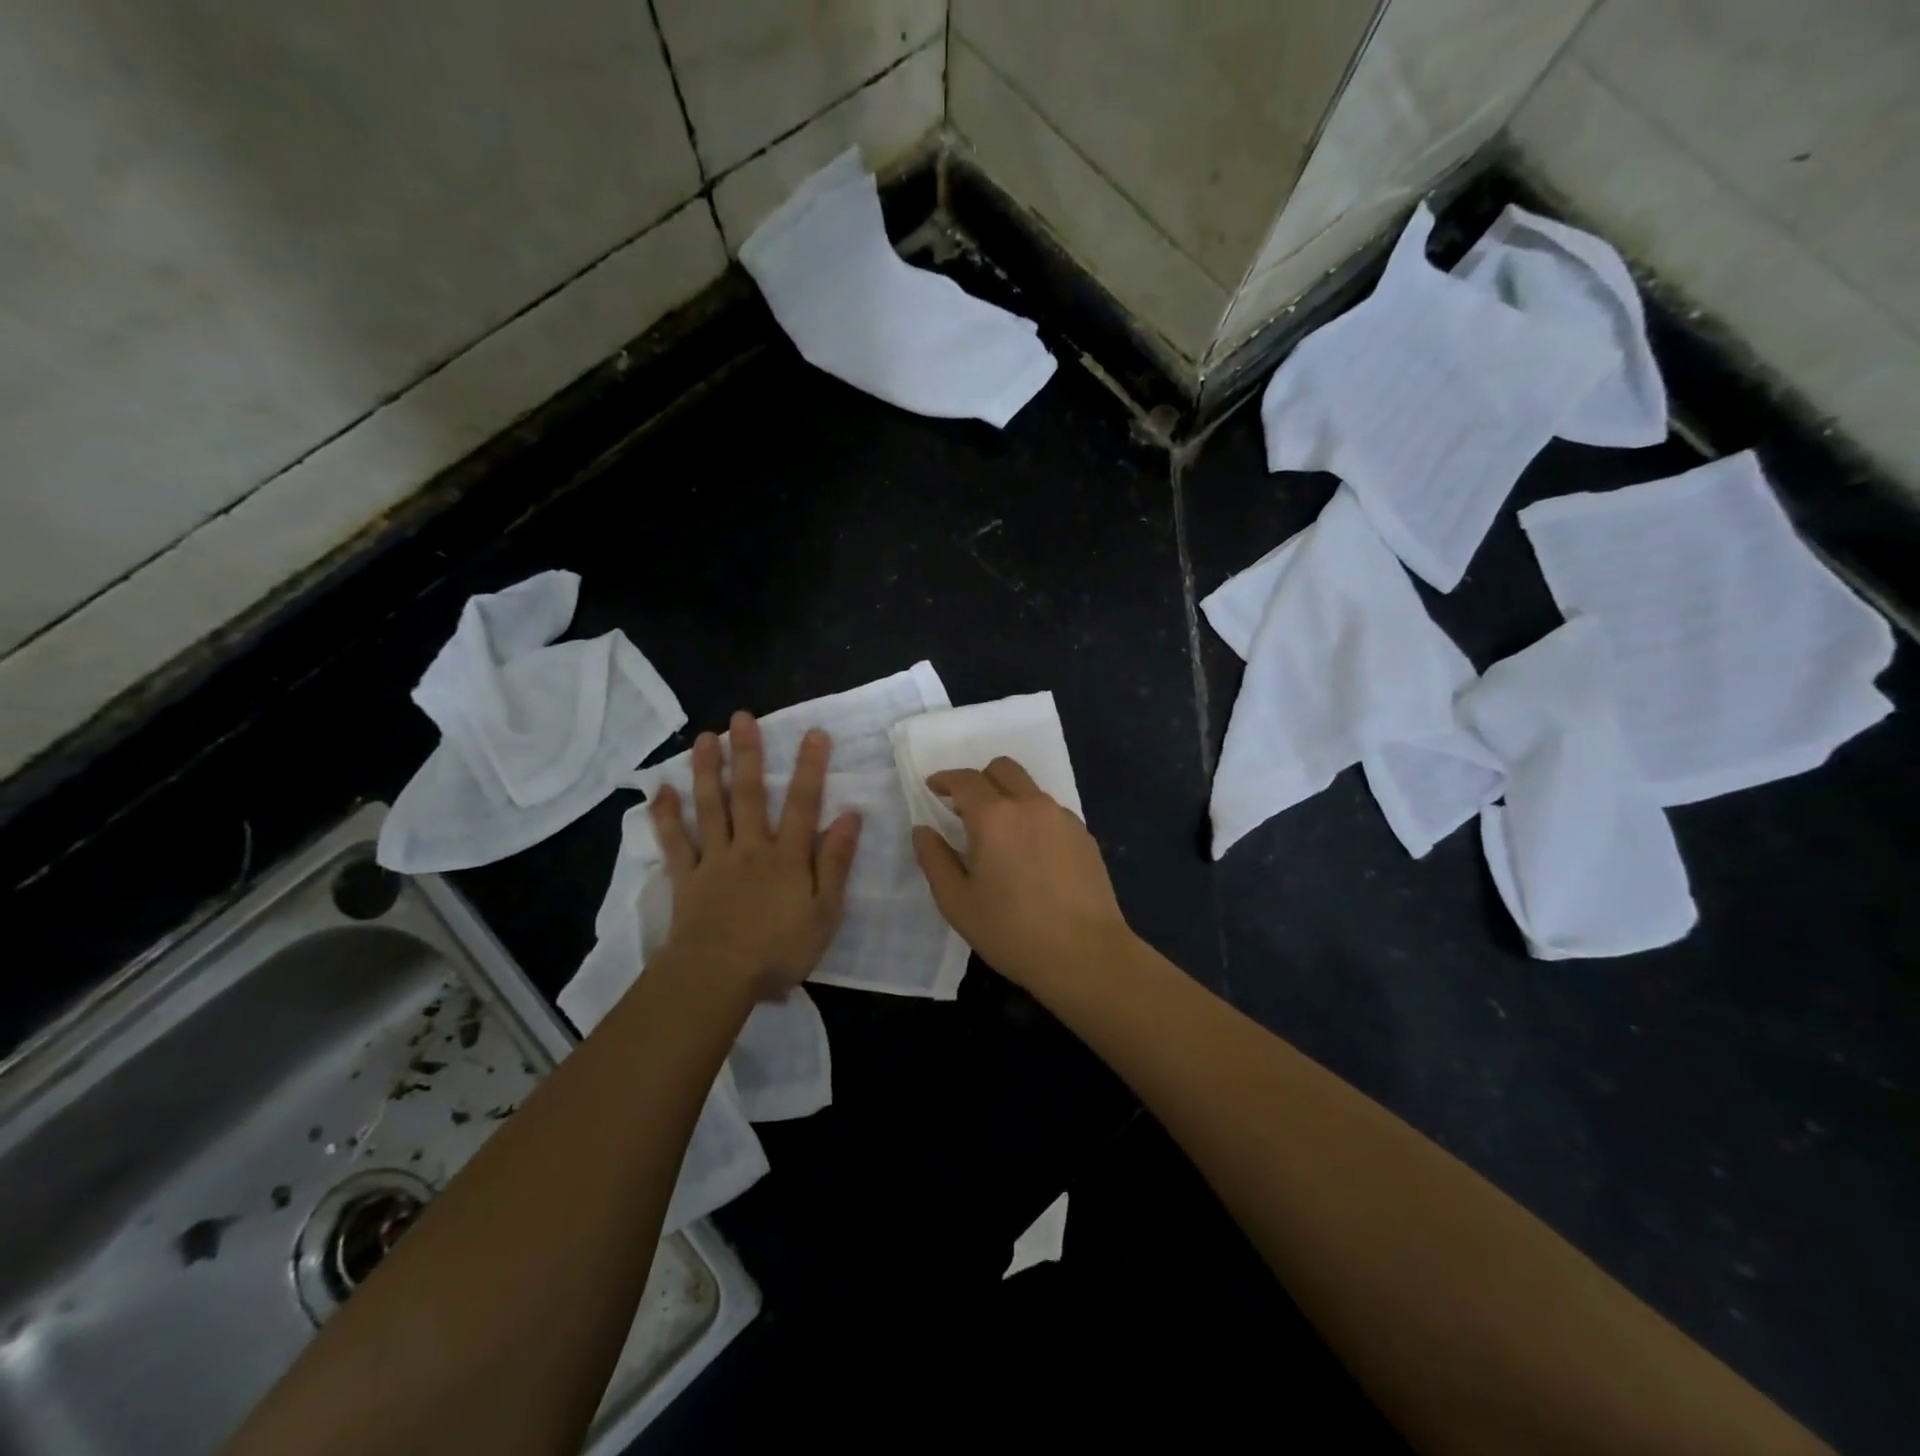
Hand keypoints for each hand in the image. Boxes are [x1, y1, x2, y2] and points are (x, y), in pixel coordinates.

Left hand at [650, 712, 861, 1000]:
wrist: (718, 978)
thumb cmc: (779, 950)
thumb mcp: (825, 912)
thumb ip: (835, 863)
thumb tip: (849, 816)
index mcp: (787, 857)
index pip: (802, 803)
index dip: (810, 767)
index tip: (814, 732)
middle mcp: (750, 847)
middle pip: (748, 794)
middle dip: (747, 753)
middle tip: (742, 717)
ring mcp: (714, 860)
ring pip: (710, 807)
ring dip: (706, 770)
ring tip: (704, 738)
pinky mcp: (686, 878)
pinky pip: (675, 842)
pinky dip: (666, 816)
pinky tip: (661, 789)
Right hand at [911, 757, 1133, 993]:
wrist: (1085, 955)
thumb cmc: (1011, 931)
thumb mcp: (957, 902)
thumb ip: (935, 859)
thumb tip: (923, 830)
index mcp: (994, 816)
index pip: (965, 779)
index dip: (945, 780)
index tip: (933, 789)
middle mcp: (1031, 805)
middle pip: (1003, 769)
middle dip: (979, 779)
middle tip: (966, 809)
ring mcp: (1063, 818)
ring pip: (1029, 789)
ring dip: (1008, 797)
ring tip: (1000, 836)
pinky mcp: (1084, 835)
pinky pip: (1051, 812)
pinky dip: (1033, 818)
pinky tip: (1031, 855)